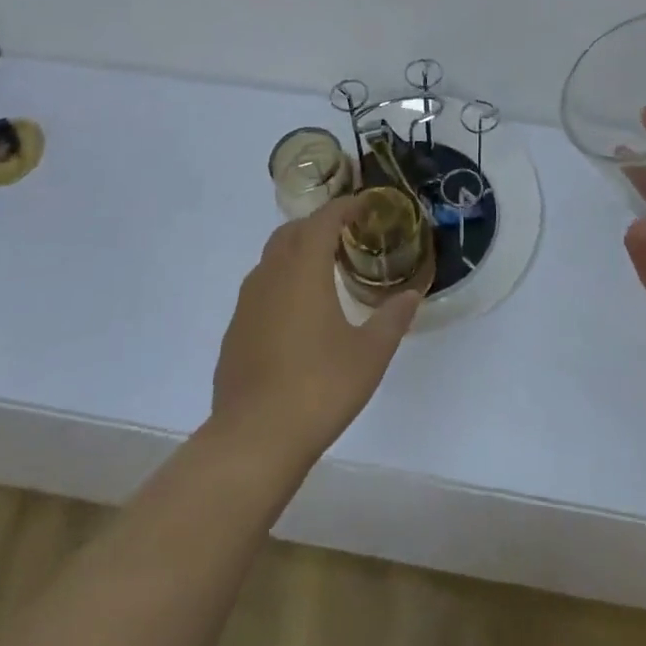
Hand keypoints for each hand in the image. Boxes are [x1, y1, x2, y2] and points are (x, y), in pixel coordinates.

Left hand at [211, 197, 428, 466]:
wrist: (253, 440)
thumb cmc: (319, 388)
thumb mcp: (370, 354)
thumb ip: (392, 318)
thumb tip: (411, 295)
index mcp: (303, 270)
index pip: (323, 220)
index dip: (344, 207)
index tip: (365, 206)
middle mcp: (270, 276)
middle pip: (292, 233)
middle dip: (318, 225)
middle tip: (346, 235)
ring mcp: (247, 305)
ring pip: (271, 260)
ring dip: (297, 253)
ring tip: (324, 271)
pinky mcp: (234, 332)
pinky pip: (260, 290)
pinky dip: (281, 284)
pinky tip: (297, 315)